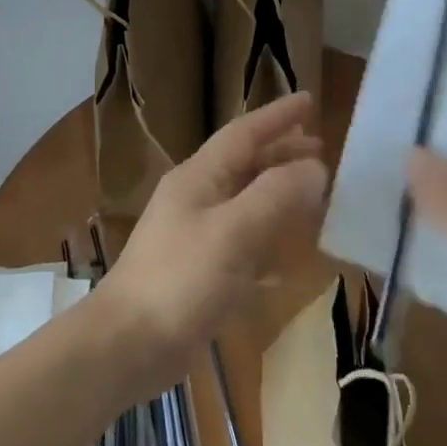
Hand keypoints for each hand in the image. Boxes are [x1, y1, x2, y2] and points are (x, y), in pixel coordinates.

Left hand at [95, 93, 327, 396]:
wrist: (126, 345)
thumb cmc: (180, 281)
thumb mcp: (234, 232)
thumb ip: (276, 195)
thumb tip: (315, 167)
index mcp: (199, 178)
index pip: (244, 134)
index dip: (277, 116)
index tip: (310, 100)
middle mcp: (196, 199)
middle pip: (245, 164)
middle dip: (281, 152)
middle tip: (320, 147)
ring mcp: (195, 236)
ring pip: (245, 202)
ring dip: (278, 193)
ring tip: (313, 191)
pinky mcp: (199, 272)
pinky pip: (243, 242)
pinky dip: (268, 238)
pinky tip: (288, 256)